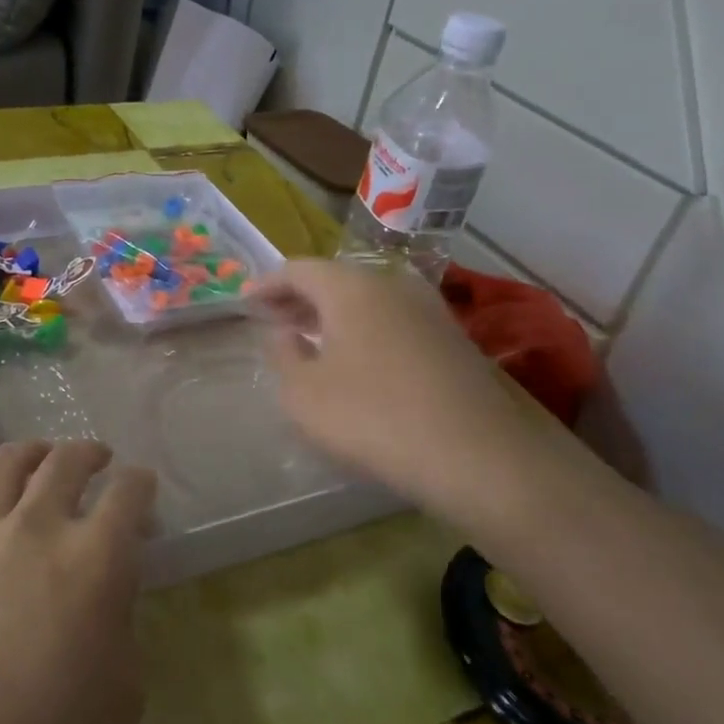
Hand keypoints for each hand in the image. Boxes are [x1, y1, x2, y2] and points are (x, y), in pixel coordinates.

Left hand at [0, 440, 157, 723]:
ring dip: (32, 453)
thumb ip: (123, 624)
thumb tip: (108, 595)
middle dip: (89, 452)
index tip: (143, 488)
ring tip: (40, 458)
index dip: (141, 483)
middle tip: (97, 459)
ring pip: (5, 464)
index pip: (128, 491)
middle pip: (66, 460)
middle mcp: (38, 527)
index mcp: (95, 556)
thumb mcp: (125, 688)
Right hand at [256, 259, 583, 528]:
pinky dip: (364, 330)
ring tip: (310, 339)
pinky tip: (357, 360)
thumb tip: (286, 333)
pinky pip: (393, 321)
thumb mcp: (303, 394)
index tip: (247, 302)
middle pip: (335, 280)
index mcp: (350, 287)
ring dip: (333, 315)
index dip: (267, 284)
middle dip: (299, 298)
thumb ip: (284, 356)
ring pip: (367, 300)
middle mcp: (392, 285)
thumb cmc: (372, 416)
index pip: (297, 269)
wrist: (476, 454)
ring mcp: (428, 310)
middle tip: (273, 319)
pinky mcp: (452, 339)